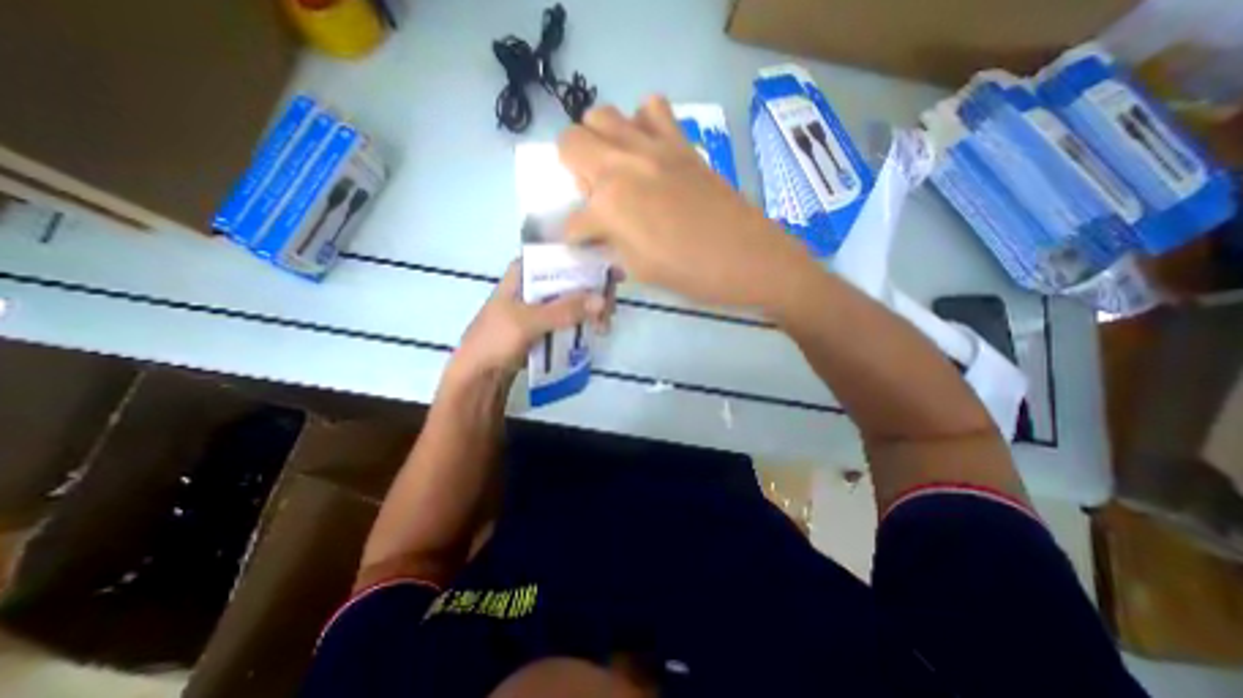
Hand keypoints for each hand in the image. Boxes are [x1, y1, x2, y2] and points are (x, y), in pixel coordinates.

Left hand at [453, 260, 614, 380]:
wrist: (478, 376)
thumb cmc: (494, 341)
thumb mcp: (528, 322)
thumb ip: (564, 310)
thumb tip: (602, 300)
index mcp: (523, 273)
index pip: (560, 257)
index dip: (587, 261)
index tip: (612, 272)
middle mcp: (533, 285)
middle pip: (571, 279)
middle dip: (593, 291)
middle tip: (610, 308)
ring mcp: (539, 306)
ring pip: (572, 299)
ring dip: (591, 309)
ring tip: (604, 325)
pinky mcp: (544, 325)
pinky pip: (569, 317)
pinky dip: (584, 322)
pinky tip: (597, 330)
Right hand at [562, 93, 816, 309]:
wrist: (747, 257)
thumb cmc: (690, 274)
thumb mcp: (638, 269)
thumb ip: (610, 244)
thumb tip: (597, 234)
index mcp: (609, 205)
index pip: (572, 220)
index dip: (576, 237)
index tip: (585, 244)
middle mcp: (622, 165)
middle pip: (570, 142)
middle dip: (572, 170)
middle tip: (594, 196)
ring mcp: (652, 146)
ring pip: (602, 115)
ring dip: (600, 142)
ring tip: (617, 170)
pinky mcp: (680, 141)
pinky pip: (651, 108)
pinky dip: (642, 124)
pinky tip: (649, 151)